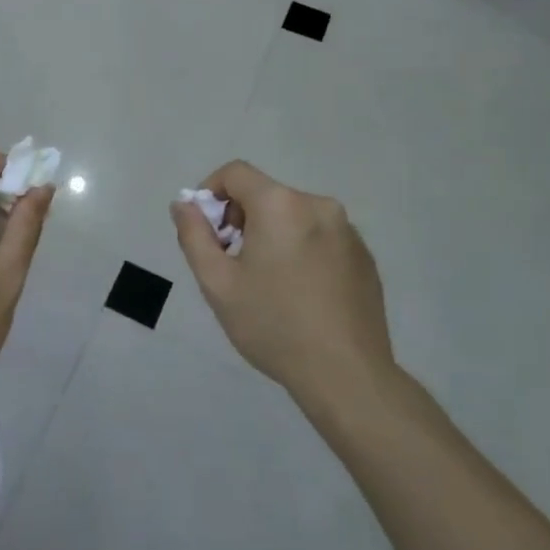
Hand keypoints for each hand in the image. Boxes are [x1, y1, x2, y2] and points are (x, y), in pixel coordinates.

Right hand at [171, 161, 394, 412]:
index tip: (208, 230)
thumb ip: (194, 235)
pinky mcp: (365, 256)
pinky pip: (321, 237)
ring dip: (272, 234)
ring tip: (268, 282)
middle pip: (266, 194)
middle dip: (241, 218)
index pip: (235, 173)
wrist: (347, 376)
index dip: (211, 192)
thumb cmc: (273, 326)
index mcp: (280, 204)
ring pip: (294, 216)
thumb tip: (184, 205)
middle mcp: (318, 205)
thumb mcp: (217, 283)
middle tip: (233, 262)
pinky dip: (302, 250)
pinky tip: (301, 293)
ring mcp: (348, 231)